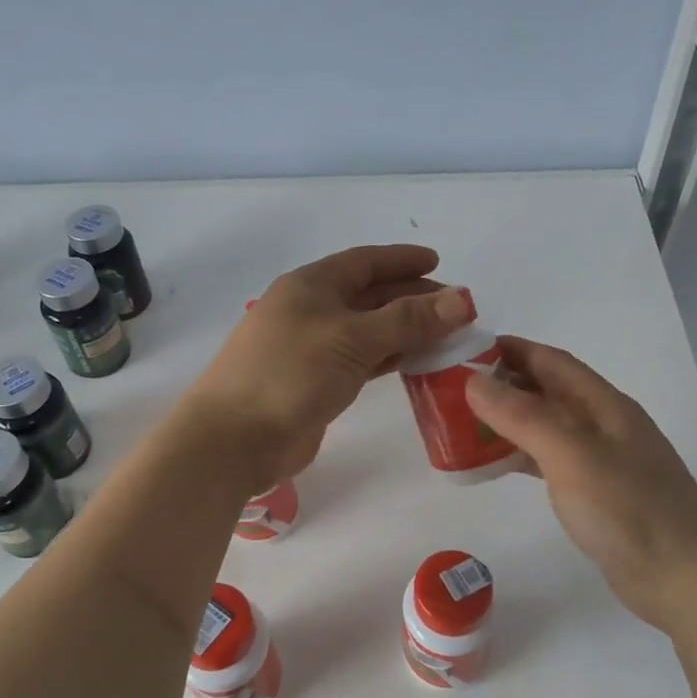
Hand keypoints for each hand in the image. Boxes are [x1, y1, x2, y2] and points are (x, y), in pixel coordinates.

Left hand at [183, 244, 473, 491]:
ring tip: (446, 335)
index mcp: (311, 285)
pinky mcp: (315, 383)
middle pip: (369, 295)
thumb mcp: (353, 338)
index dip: (402, 260)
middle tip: (455, 308)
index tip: (439, 262)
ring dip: (404, 330)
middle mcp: (310, 310)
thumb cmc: (291, 373)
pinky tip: (416, 363)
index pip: (365, 262)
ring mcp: (311, 348)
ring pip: (367, 330)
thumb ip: (408, 320)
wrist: (235, 438)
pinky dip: (389, 358)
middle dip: (411, 297)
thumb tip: (461, 299)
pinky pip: (361, 361)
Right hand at [464, 336, 696, 631]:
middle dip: (503, 383)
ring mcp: (602, 460)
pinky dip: (520, 455)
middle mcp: (604, 424)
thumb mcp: (572, 455)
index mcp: (604, 405)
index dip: (509, 349)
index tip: (463, 351)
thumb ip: (523, 416)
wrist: (686, 581)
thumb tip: (473, 381)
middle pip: (547, 390)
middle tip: (452, 389)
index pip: (551, 361)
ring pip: (546, 426)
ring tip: (463, 424)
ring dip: (508, 420)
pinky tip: (495, 465)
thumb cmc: (629, 511)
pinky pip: (549, 460)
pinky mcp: (597, 494)